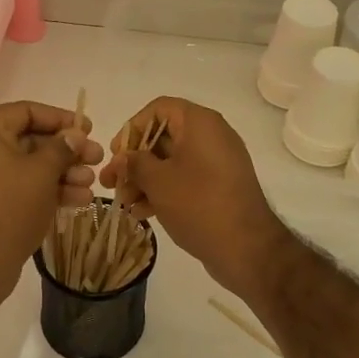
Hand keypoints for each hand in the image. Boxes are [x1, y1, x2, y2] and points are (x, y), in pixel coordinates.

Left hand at [0, 101, 100, 301]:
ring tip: (92, 183)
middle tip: (97, 158)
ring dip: (63, 173)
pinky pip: (21, 188)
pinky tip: (79, 201)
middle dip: (66, 151)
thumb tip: (75, 134)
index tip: (87, 129)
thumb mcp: (42, 172)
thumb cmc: (9, 206)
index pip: (26, 111)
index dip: (60, 118)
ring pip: (29, 167)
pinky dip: (47, 190)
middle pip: (30, 140)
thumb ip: (62, 148)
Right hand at [100, 97, 294, 300]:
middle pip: (163, 137)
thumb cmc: (198, 204)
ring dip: (144, 180)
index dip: (133, 128)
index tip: (117, 154)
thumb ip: (134, 163)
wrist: (247, 248)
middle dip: (134, 161)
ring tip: (124, 203)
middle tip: (111, 183)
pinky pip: (185, 179)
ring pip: (171, 162)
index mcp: (200, 123)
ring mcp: (217, 163)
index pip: (158, 109)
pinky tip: (142, 213)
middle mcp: (211, 136)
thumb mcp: (158, 181)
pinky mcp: (219, 187)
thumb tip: (124, 158)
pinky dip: (163, 190)